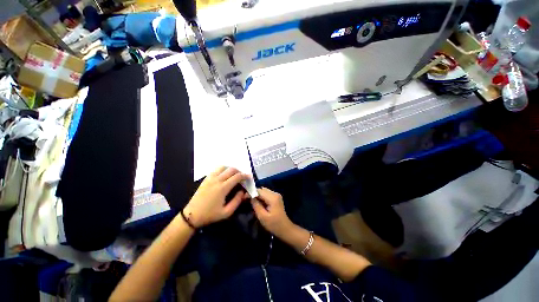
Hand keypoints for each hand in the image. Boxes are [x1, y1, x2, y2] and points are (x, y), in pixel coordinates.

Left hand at [183, 166, 249, 227]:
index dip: (245, 176)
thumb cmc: (210, 215)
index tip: (249, 177)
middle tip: (242, 177)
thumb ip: (237, 201)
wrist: (191, 215)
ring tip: (234, 175)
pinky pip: (216, 170)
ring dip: (231, 169)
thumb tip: (243, 191)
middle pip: (231, 169)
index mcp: (222, 188)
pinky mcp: (205, 179)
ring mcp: (210, 178)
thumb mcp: (226, 212)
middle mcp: (217, 180)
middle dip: (239, 171)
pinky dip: (223, 170)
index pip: (237, 177)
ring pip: (223, 167)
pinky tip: (224, 175)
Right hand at [251, 187, 293, 236]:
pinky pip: (267, 194)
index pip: (259, 191)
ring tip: (252, 201)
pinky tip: (259, 203)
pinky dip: (262, 197)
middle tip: (247, 199)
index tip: (244, 197)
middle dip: (254, 193)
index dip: (251, 192)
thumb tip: (250, 197)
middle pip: (262, 189)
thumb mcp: (262, 216)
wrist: (285, 228)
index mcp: (272, 197)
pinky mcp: (276, 197)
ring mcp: (277, 195)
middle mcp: (275, 193)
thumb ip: (256, 205)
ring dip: (258, 195)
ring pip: (264, 191)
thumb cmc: (273, 224)